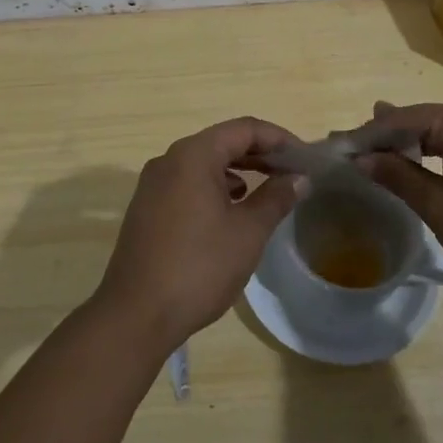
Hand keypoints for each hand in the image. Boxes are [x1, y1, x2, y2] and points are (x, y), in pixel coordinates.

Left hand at [92, 117, 304, 354]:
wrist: (136, 313)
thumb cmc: (199, 267)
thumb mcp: (247, 233)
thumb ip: (275, 199)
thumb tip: (298, 178)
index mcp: (193, 155)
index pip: (244, 129)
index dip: (279, 138)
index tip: (306, 158)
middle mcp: (169, 159)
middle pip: (222, 141)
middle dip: (260, 154)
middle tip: (294, 172)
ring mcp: (153, 183)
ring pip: (204, 163)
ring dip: (239, 170)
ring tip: (269, 190)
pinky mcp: (147, 206)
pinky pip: (188, 182)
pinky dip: (215, 186)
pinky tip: (232, 208)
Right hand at [357, 100, 442, 299]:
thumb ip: (399, 177)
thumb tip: (362, 158)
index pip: (401, 119)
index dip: (366, 134)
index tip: (336, 147)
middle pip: (420, 120)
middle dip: (384, 136)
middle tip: (348, 149)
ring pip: (439, 133)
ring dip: (407, 146)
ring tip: (372, 154)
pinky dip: (432, 155)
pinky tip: (416, 165)